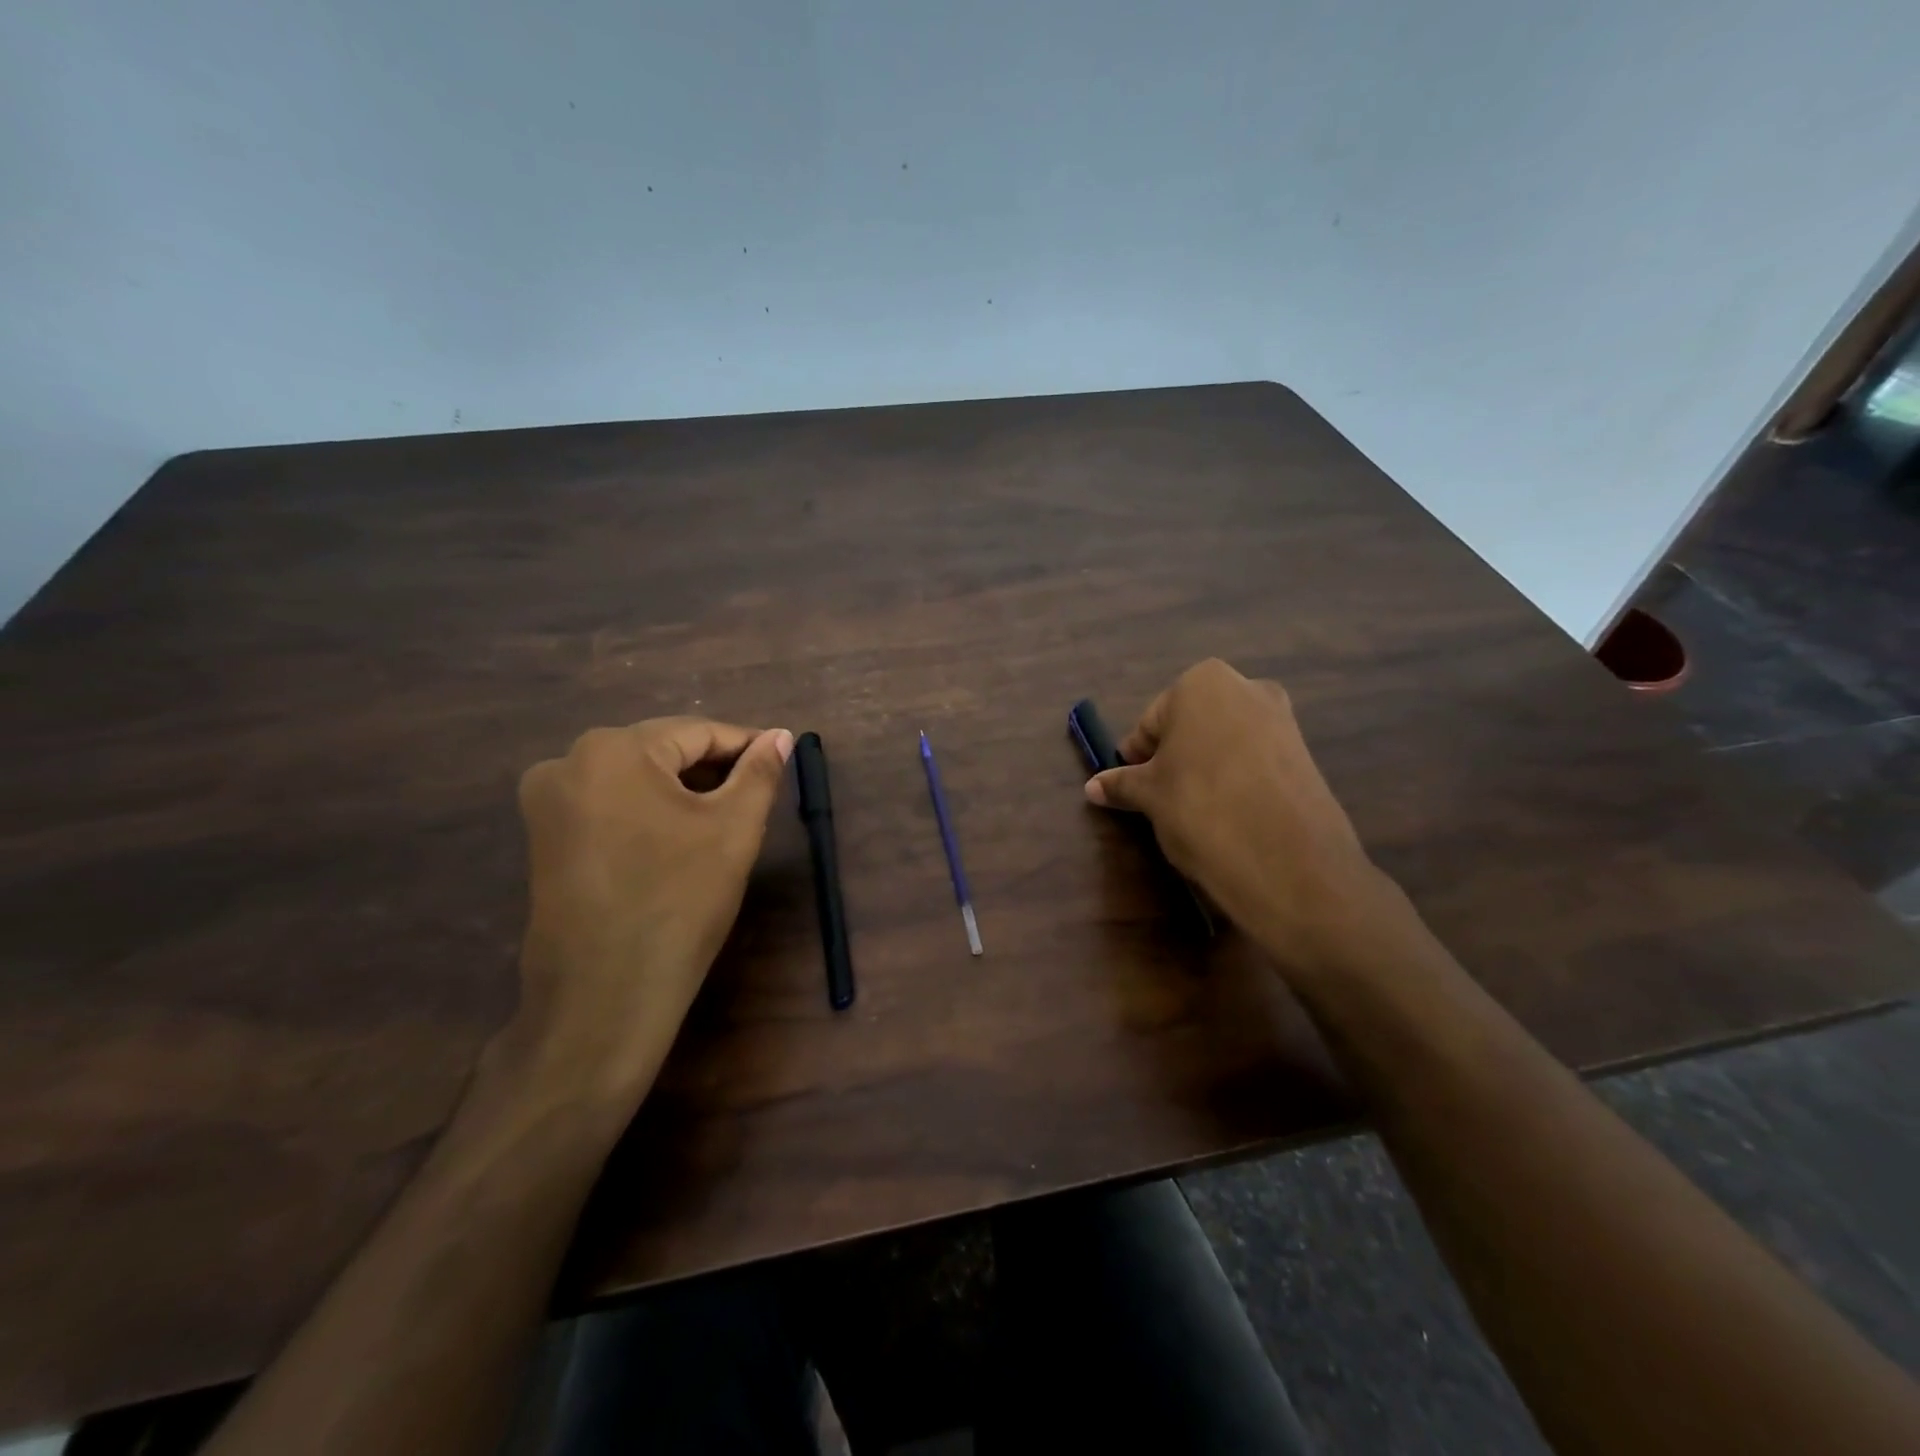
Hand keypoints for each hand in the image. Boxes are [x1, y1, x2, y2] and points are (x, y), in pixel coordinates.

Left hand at [504, 718, 793, 1107]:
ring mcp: (546, 801)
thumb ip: (760, 772)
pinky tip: (676, 839)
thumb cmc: (679, 900)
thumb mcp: (734, 829)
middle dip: (712, 769)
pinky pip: (608, 804)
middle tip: (755, 796)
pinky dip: (647, 811)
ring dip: (680, 791)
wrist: (605, 994)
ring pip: (634, 778)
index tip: (780, 760)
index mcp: (614, 749)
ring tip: (722, 819)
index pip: (697, 732)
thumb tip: (781, 736)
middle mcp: (568, 761)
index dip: (745, 746)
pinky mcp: (542, 837)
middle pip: (661, 751)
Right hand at [1085, 659, 1391, 974]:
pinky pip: (1255, 760)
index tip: (1134, 788)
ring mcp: (1282, 719)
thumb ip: (1121, 784)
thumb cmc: (1200, 807)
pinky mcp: (1305, 753)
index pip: (1151, 722)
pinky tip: (1232, 814)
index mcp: (1201, 683)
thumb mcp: (1150, 796)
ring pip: (1225, 742)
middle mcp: (1246, 688)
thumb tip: (1092, 787)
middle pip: (1191, 726)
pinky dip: (1238, 780)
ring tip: (1198, 810)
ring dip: (1206, 768)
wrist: (1287, 860)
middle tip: (1164, 798)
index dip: (1138, 758)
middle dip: (1175, 757)